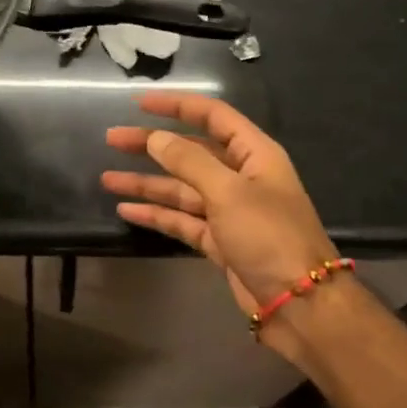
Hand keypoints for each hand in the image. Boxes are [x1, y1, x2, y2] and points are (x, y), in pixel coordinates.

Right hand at [103, 92, 338, 332]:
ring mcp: (229, 211)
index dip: (177, 106)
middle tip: (112, 140)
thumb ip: (189, 161)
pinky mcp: (219, 241)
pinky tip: (127, 209)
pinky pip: (182, 220)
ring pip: (181, 189)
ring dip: (146, 183)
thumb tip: (155, 137)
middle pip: (190, 152)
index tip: (139, 103)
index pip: (213, 116)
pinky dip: (157, 214)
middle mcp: (242, 177)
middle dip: (152, 145)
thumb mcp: (229, 192)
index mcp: (254, 154)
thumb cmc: (269, 236)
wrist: (300, 303)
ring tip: (107, 178)